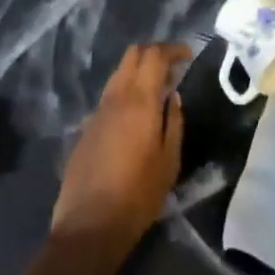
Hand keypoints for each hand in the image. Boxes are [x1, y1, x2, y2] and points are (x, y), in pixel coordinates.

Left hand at [45, 42, 187, 274]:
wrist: (89, 224)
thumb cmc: (138, 195)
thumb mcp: (169, 161)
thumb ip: (173, 122)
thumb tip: (173, 95)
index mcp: (139, 101)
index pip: (154, 56)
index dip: (172, 50)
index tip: (187, 56)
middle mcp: (116, 97)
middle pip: (132, 55)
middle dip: (153, 53)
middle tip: (173, 67)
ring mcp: (97, 110)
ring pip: (118, 73)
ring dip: (138, 71)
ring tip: (157, 88)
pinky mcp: (87, 126)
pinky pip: (109, 94)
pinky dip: (125, 90)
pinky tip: (136, 113)